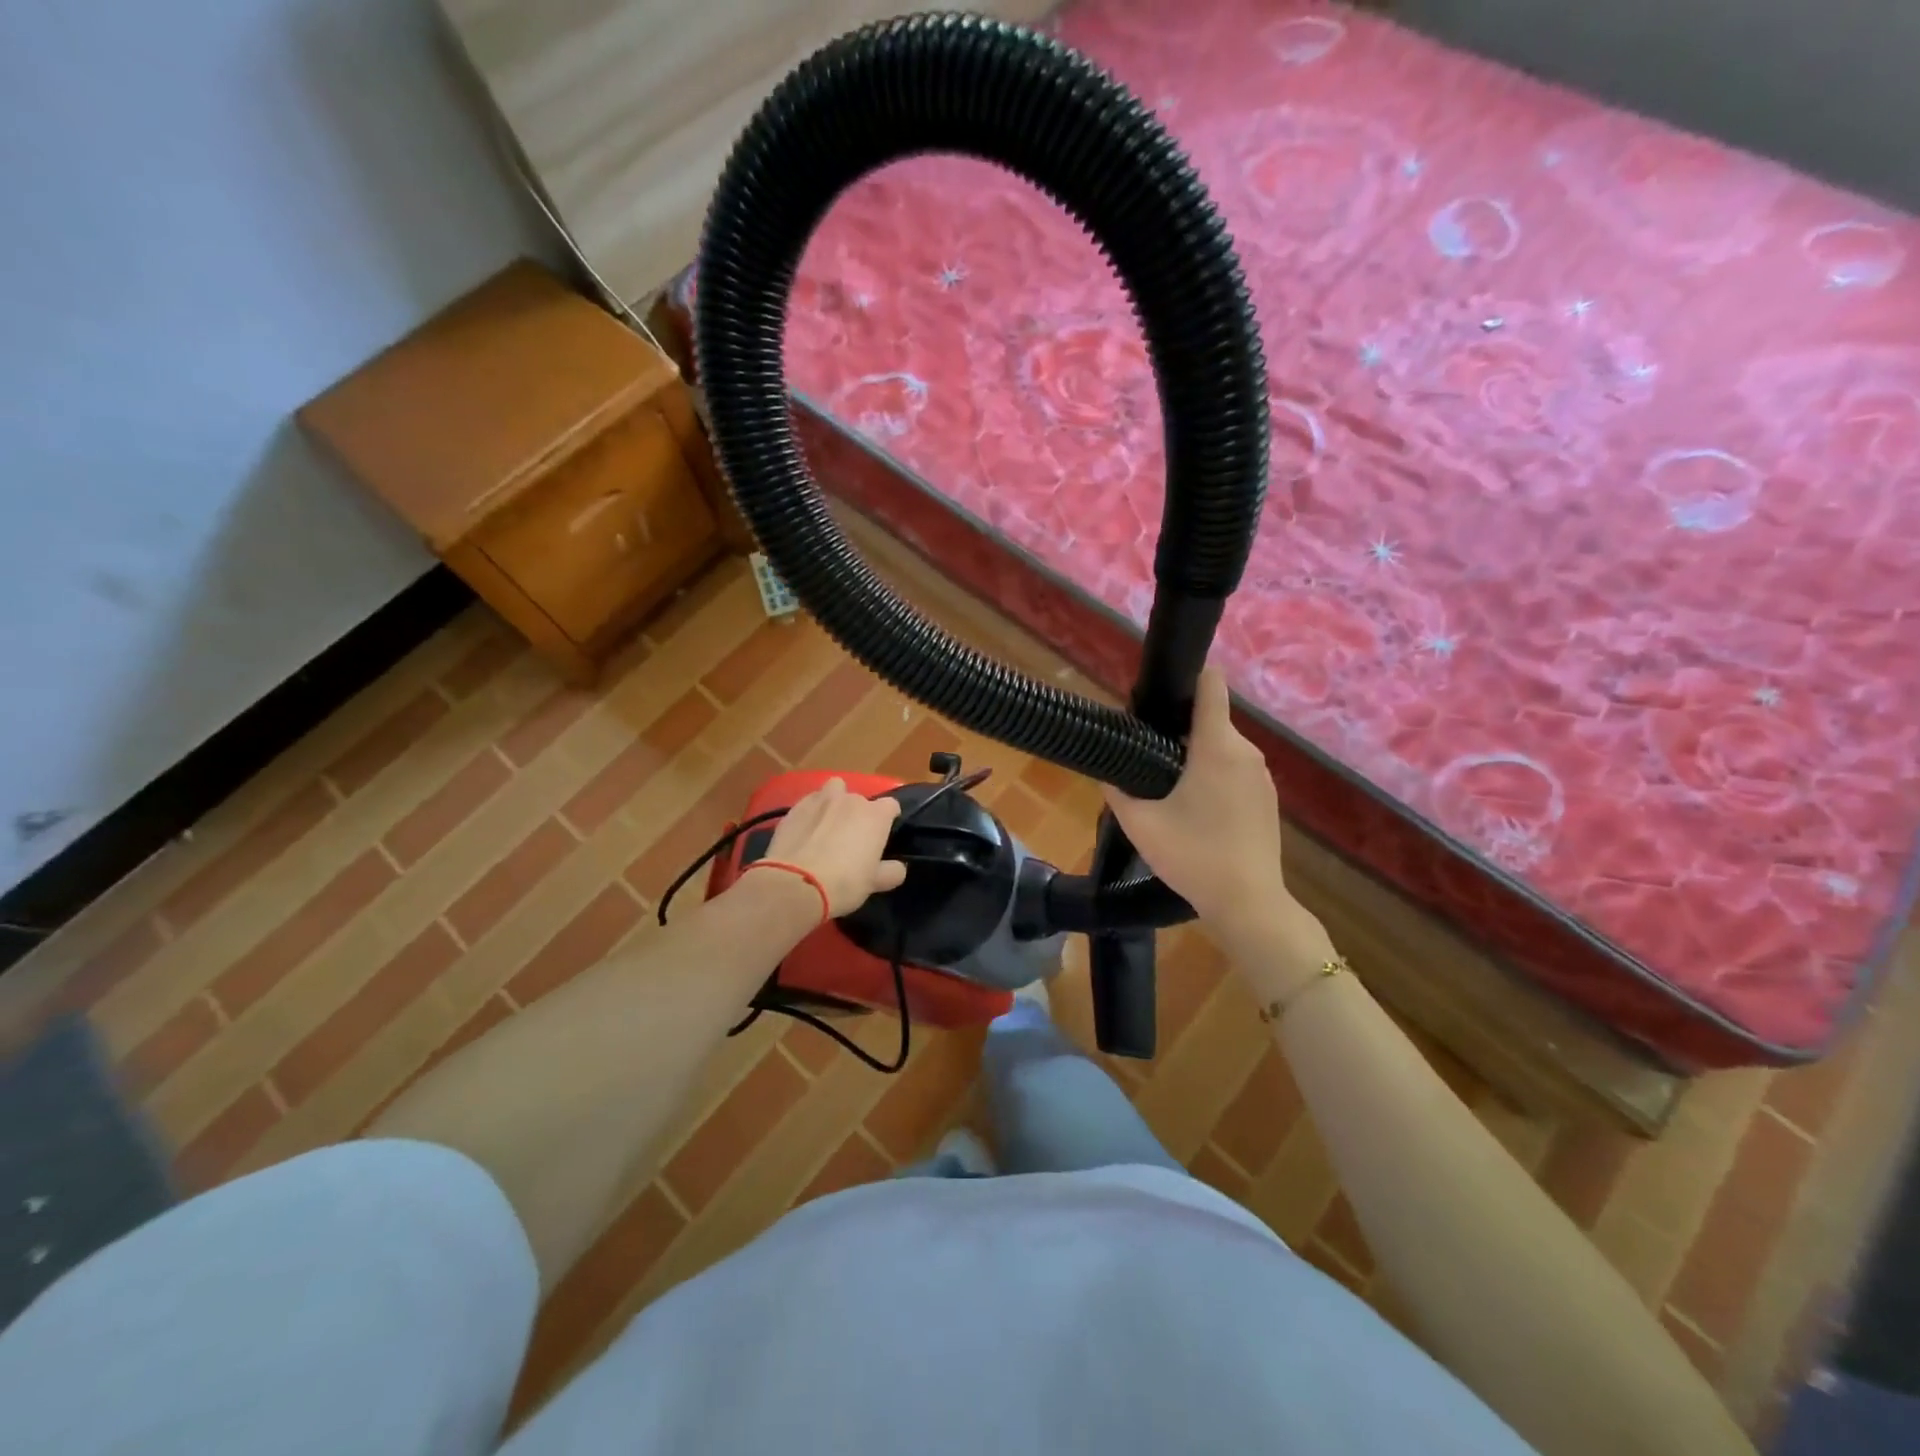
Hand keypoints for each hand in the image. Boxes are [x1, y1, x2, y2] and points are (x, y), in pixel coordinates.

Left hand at [759, 778, 906, 916]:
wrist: (795, 885)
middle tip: (851, 837)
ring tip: (827, 824)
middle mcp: (849, 800)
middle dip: (858, 813)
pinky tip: (805, 831)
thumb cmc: (844, 883)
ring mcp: (820, 800)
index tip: (882, 834)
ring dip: (834, 802)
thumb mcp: (874, 883)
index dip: (888, 818)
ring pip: (833, 790)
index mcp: (875, 815)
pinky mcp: (794, 809)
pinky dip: (810, 813)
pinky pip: (808, 803)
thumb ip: (891, 872)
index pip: (890, 805)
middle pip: (859, 798)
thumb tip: (898, 867)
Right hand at [1103, 667, 1294, 947]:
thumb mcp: (1140, 824)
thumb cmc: (1194, 856)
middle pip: (1211, 719)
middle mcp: (1246, 752)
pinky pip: (1236, 770)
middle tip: (1147, 755)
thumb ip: (1118, 790)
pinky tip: (1196, 809)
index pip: (1211, 685)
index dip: (1187, 679)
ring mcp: (1262, 776)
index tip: (1158, 696)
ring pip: (1223, 747)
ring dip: (1197, 756)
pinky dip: (1215, 776)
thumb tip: (1108, 772)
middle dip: (1180, 728)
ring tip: (1168, 786)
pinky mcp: (1267, 798)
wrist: (1248, 903)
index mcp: (1217, 746)